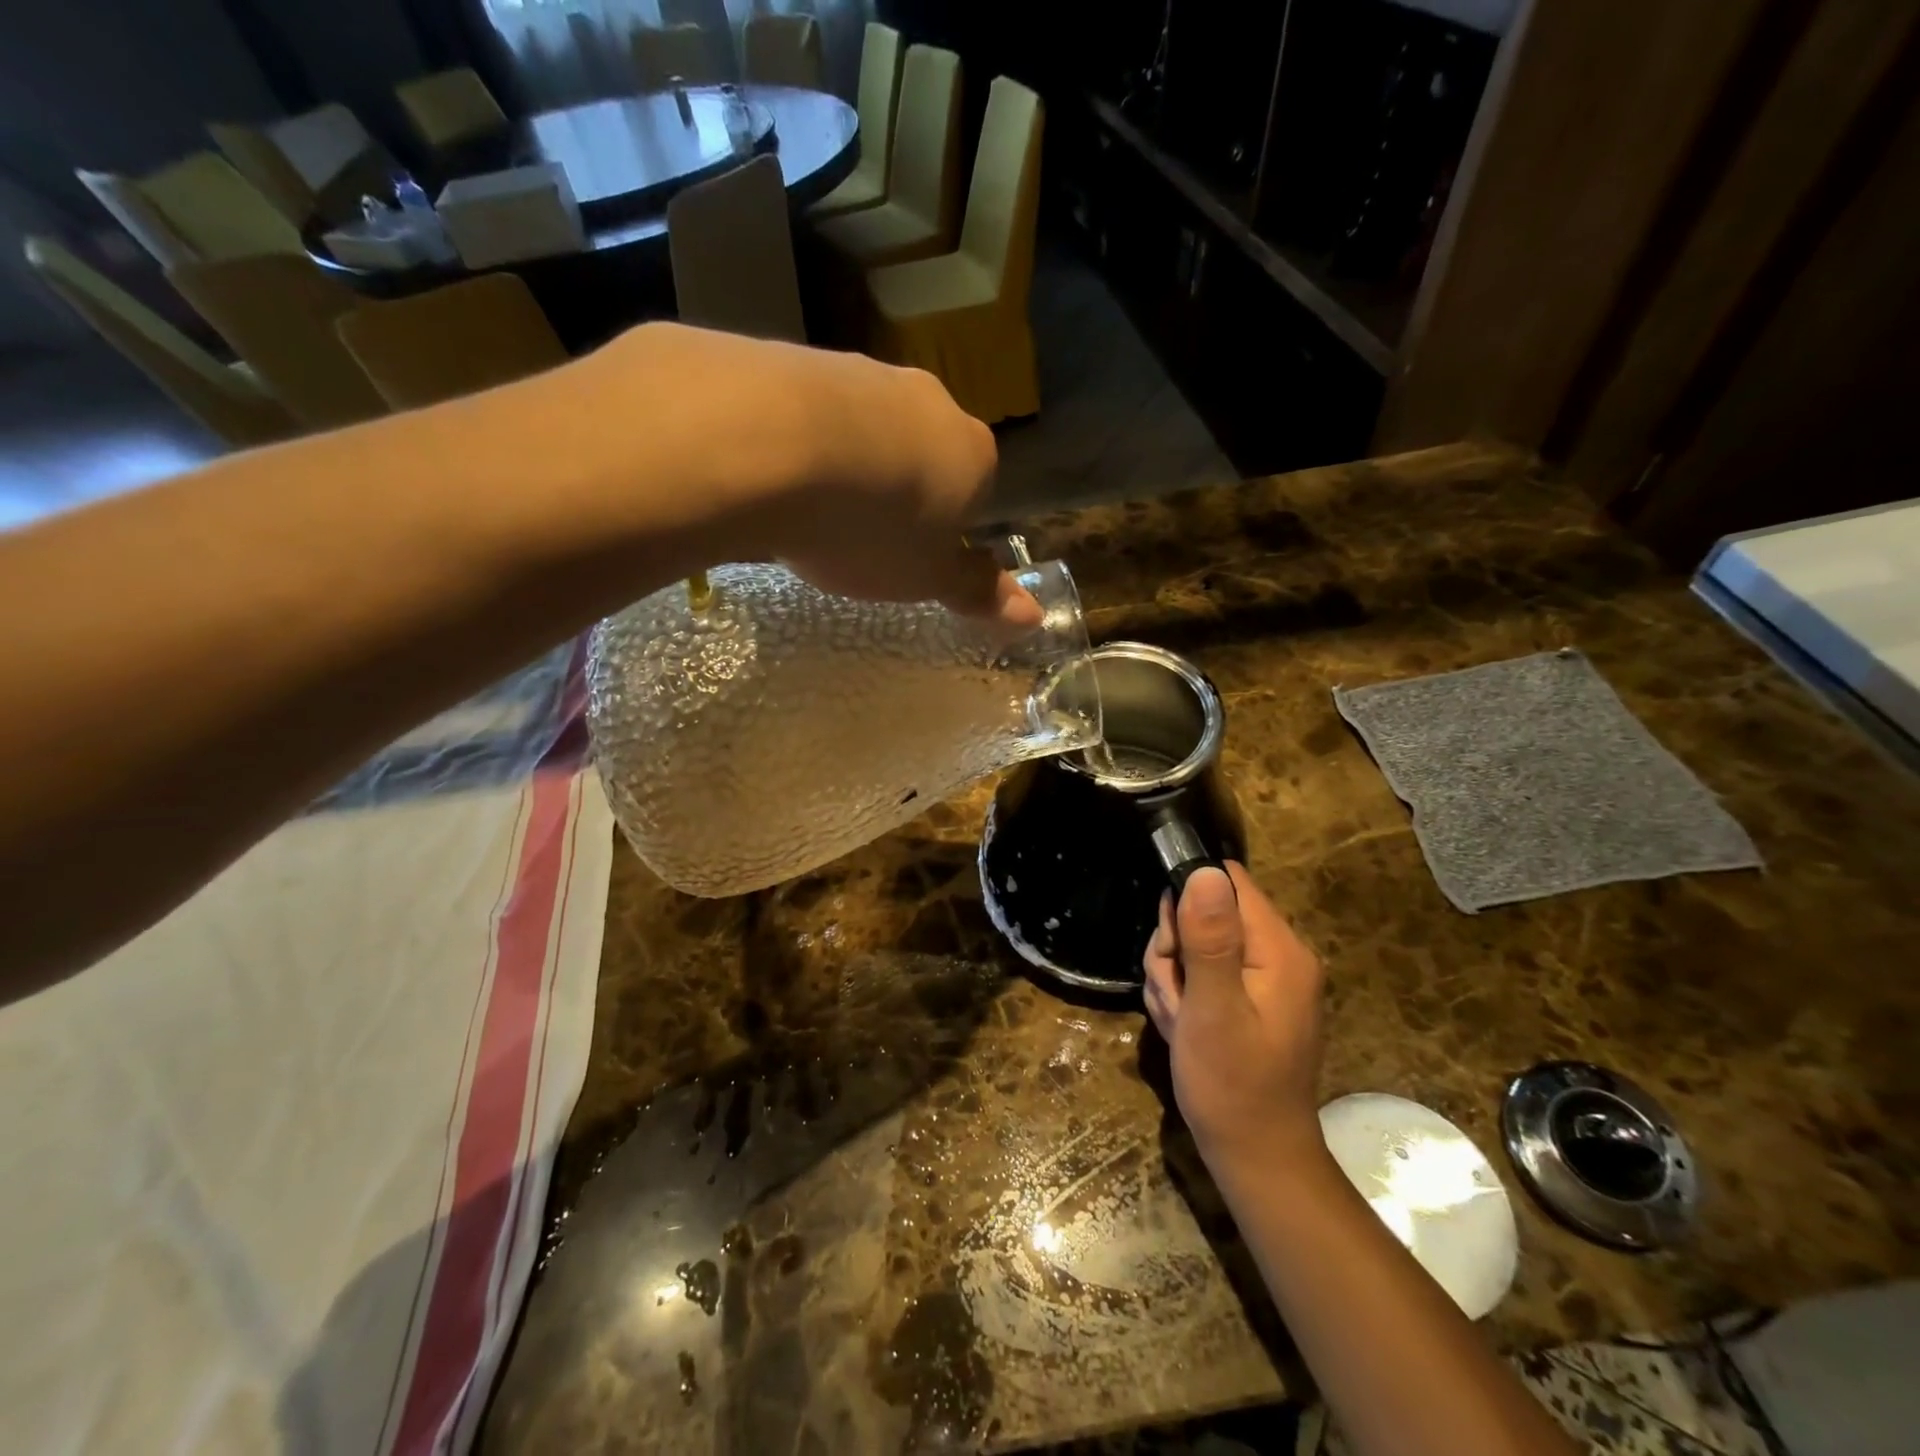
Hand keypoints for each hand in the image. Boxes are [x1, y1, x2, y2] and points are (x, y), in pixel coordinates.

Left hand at [550, 325, 1039, 628]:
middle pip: (923, 453)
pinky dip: (801, 441)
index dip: (945, 528)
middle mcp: (929, 403)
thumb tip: (1033, 617)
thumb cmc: (872, 528)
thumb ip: (977, 592)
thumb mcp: (926, 578)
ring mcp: (866, 374)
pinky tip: (773, 473)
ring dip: (849, 463)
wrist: (773, 445)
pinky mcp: (804, 358)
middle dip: (897, 491)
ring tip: (809, 510)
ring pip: (868, 428)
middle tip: (858, 536)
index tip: (910, 557)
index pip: (976, 491)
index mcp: (973, 455)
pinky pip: (813, 411)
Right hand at [1143, 863, 1326, 1186]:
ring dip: (1173, 977)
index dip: (1187, 900)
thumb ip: (1208, 939)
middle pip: (1206, 912)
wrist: (1256, 1158)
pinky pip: (1203, 972)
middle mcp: (1279, 954)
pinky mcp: (1250, 998)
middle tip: (1175, 996)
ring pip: (1195, 943)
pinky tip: (1184, 1028)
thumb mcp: (1211, 1010)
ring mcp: (1265, 978)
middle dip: (1175, 949)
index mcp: (1279, 949)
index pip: (1227, 881)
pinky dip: (1183, 995)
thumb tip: (1204, 871)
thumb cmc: (1232, 1086)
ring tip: (1179, 1020)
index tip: (1171, 945)